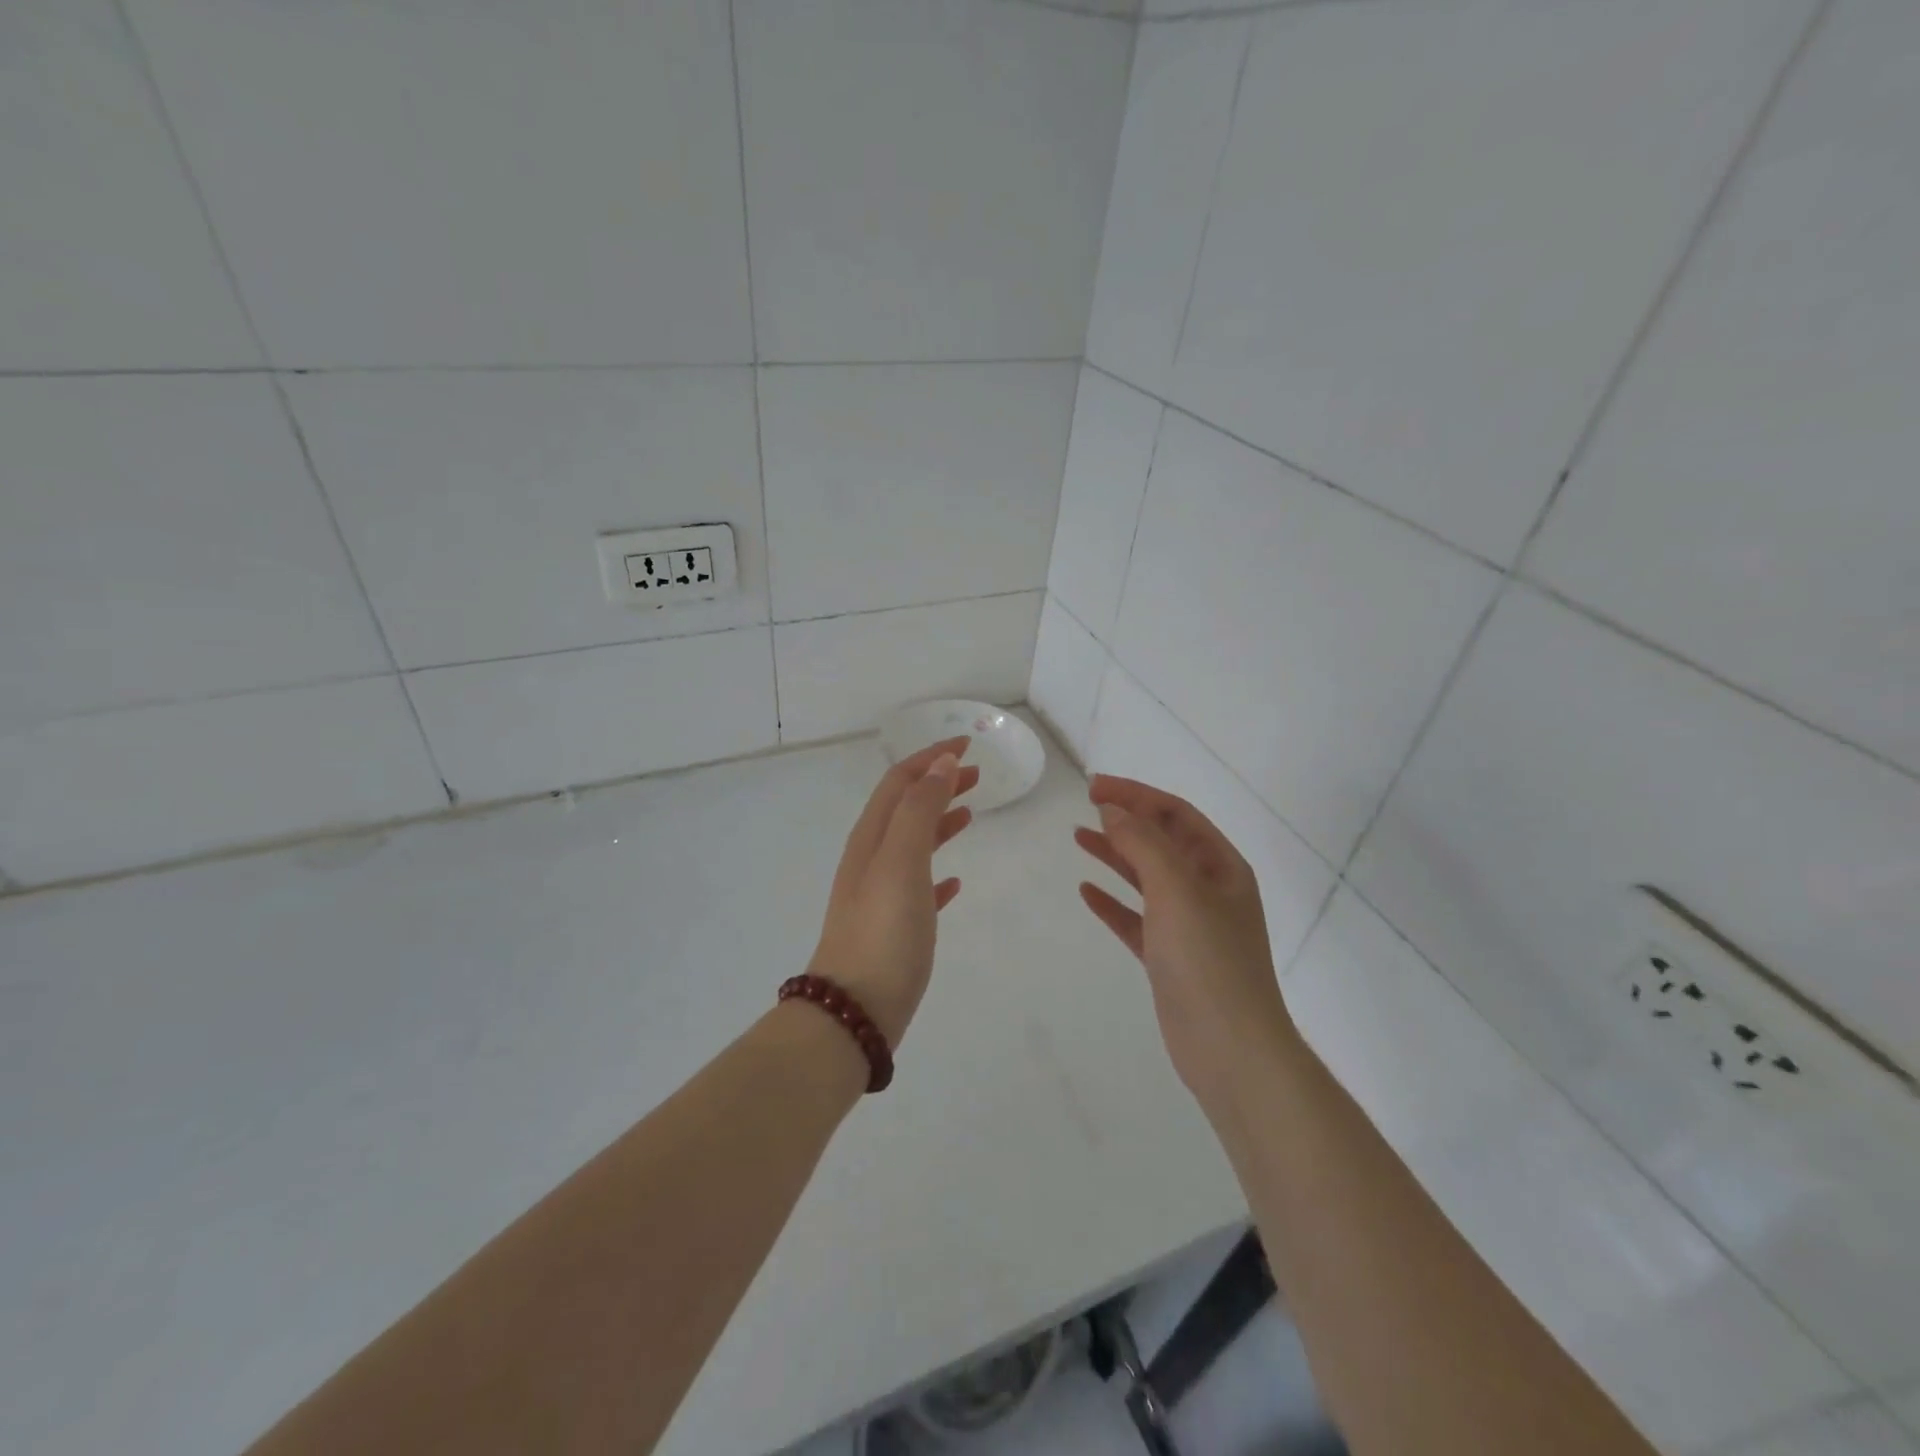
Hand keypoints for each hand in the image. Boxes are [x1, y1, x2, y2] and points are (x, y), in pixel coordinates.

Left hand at [808, 737, 977, 1046]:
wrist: (853, 1012)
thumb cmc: (882, 931)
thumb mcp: (902, 861)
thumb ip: (921, 810)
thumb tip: (940, 763)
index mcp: (871, 839)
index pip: (901, 782)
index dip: (931, 757)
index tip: (967, 744)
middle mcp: (872, 860)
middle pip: (906, 808)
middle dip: (938, 784)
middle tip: (977, 774)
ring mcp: (880, 895)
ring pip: (914, 844)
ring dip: (941, 821)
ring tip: (971, 813)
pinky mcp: (894, 929)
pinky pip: (919, 888)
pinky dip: (938, 874)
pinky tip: (957, 882)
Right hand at [1074, 775, 1297, 1103]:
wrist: (1230, 1049)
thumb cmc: (1208, 959)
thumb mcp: (1176, 890)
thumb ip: (1143, 844)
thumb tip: (1112, 810)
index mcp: (1221, 866)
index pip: (1176, 814)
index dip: (1137, 795)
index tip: (1095, 787)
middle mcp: (1208, 889)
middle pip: (1162, 841)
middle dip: (1126, 819)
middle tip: (1085, 804)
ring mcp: (1189, 925)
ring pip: (1146, 878)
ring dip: (1115, 855)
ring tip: (1079, 837)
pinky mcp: (1169, 958)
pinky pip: (1136, 918)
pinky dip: (1113, 903)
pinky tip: (1086, 893)